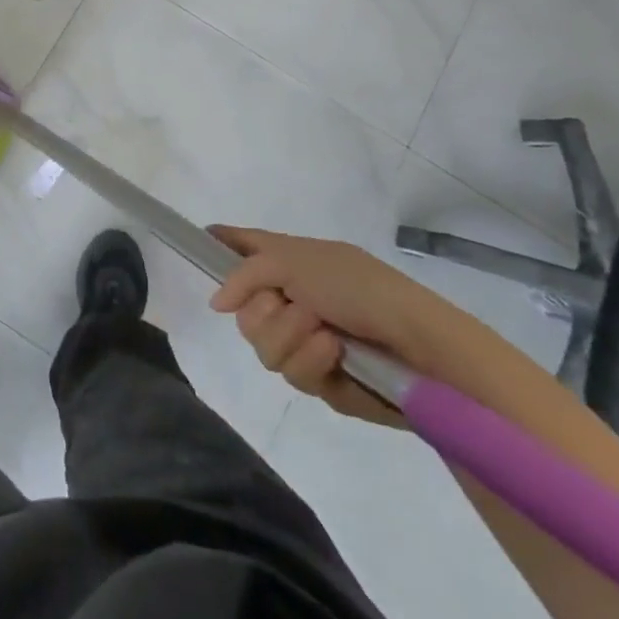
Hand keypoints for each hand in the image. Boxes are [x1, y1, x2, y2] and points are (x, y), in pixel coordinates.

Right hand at [208, 227, 467, 426]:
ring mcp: (304, 339)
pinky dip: (310, 360)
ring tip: (323, 332)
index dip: (221, 244)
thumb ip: (245, 273)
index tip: (200, 241)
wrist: (419, 345)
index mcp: (290, 261)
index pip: (244, 246)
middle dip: (261, 310)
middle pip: (242, 309)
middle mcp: (292, 297)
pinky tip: (334, 354)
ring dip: (289, 335)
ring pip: (260, 344)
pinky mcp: (319, 377)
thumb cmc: (359, 288)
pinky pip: (289, 373)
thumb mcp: (295, 261)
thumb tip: (217, 302)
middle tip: (288, 305)